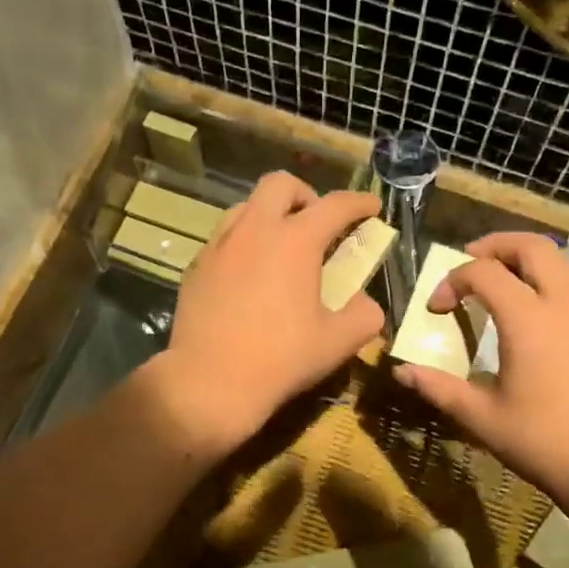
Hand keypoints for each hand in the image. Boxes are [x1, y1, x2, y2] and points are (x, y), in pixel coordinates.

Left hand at [157, 172, 384, 452]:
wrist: (210, 382)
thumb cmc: (280, 360)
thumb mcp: (337, 342)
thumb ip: (364, 315)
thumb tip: (367, 304)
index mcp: (295, 241)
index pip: (335, 205)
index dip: (359, 202)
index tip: (372, 207)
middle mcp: (254, 231)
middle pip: (280, 184)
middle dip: (306, 195)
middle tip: (317, 224)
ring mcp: (219, 247)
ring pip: (246, 207)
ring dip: (270, 215)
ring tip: (281, 247)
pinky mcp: (196, 267)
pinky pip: (224, 239)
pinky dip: (244, 244)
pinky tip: (249, 276)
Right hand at [390, 233, 568, 503]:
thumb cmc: (546, 443)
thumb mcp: (483, 418)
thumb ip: (440, 388)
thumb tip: (402, 372)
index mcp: (528, 318)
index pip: (483, 273)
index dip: (451, 281)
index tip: (436, 308)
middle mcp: (565, 301)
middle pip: (531, 246)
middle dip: (494, 246)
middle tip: (469, 261)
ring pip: (562, 260)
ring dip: (528, 259)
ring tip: (503, 279)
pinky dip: (552, 279)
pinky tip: (540, 312)